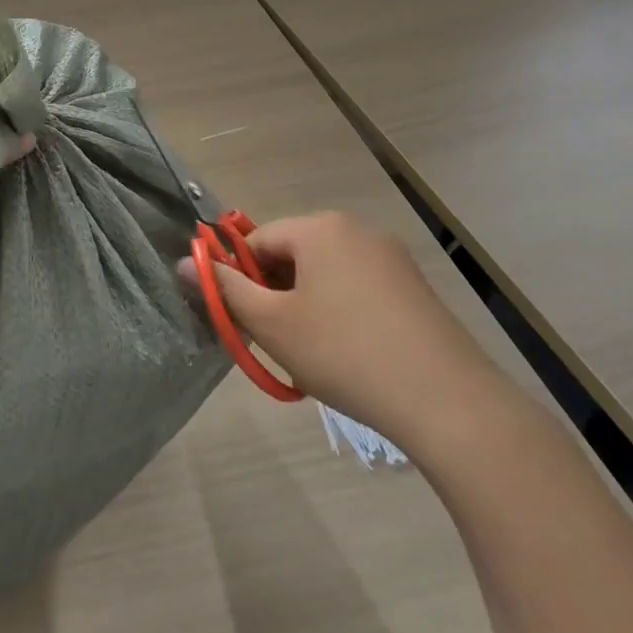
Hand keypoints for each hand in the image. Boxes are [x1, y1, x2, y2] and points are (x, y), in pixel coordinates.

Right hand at [182, 212, 520, 461]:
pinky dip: (340, 311)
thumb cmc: (344, 353)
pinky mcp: (415, 288)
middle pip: (293, 253)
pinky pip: (358, 287)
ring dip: (305, 303)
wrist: (448, 403)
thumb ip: (225, 288)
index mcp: (319, 228)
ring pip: (325, 273)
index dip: (241, 278)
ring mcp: (392, 258)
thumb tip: (184, 261)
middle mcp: (356, 230)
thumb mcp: (272, 323)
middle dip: (275, 291)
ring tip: (312, 351)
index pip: (257, 240)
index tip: (244, 319)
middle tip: (275, 339)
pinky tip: (349, 353)